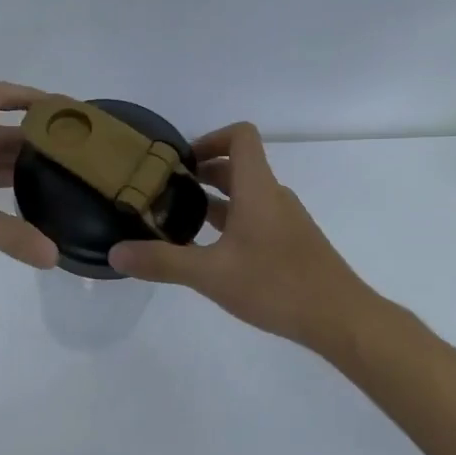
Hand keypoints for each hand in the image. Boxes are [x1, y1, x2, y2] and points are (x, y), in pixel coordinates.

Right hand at [108, 123, 370, 349]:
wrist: (339, 317)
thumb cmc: (276, 285)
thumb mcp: (210, 274)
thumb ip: (162, 261)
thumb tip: (116, 252)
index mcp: (258, 189)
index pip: (240, 137)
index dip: (209, 139)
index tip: (180, 163)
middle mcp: (274, 197)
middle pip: (238, 167)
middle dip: (202, 174)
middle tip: (166, 194)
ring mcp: (286, 221)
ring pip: (247, 196)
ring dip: (215, 202)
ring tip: (180, 224)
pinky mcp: (292, 244)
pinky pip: (257, 219)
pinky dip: (231, 224)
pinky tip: (212, 254)